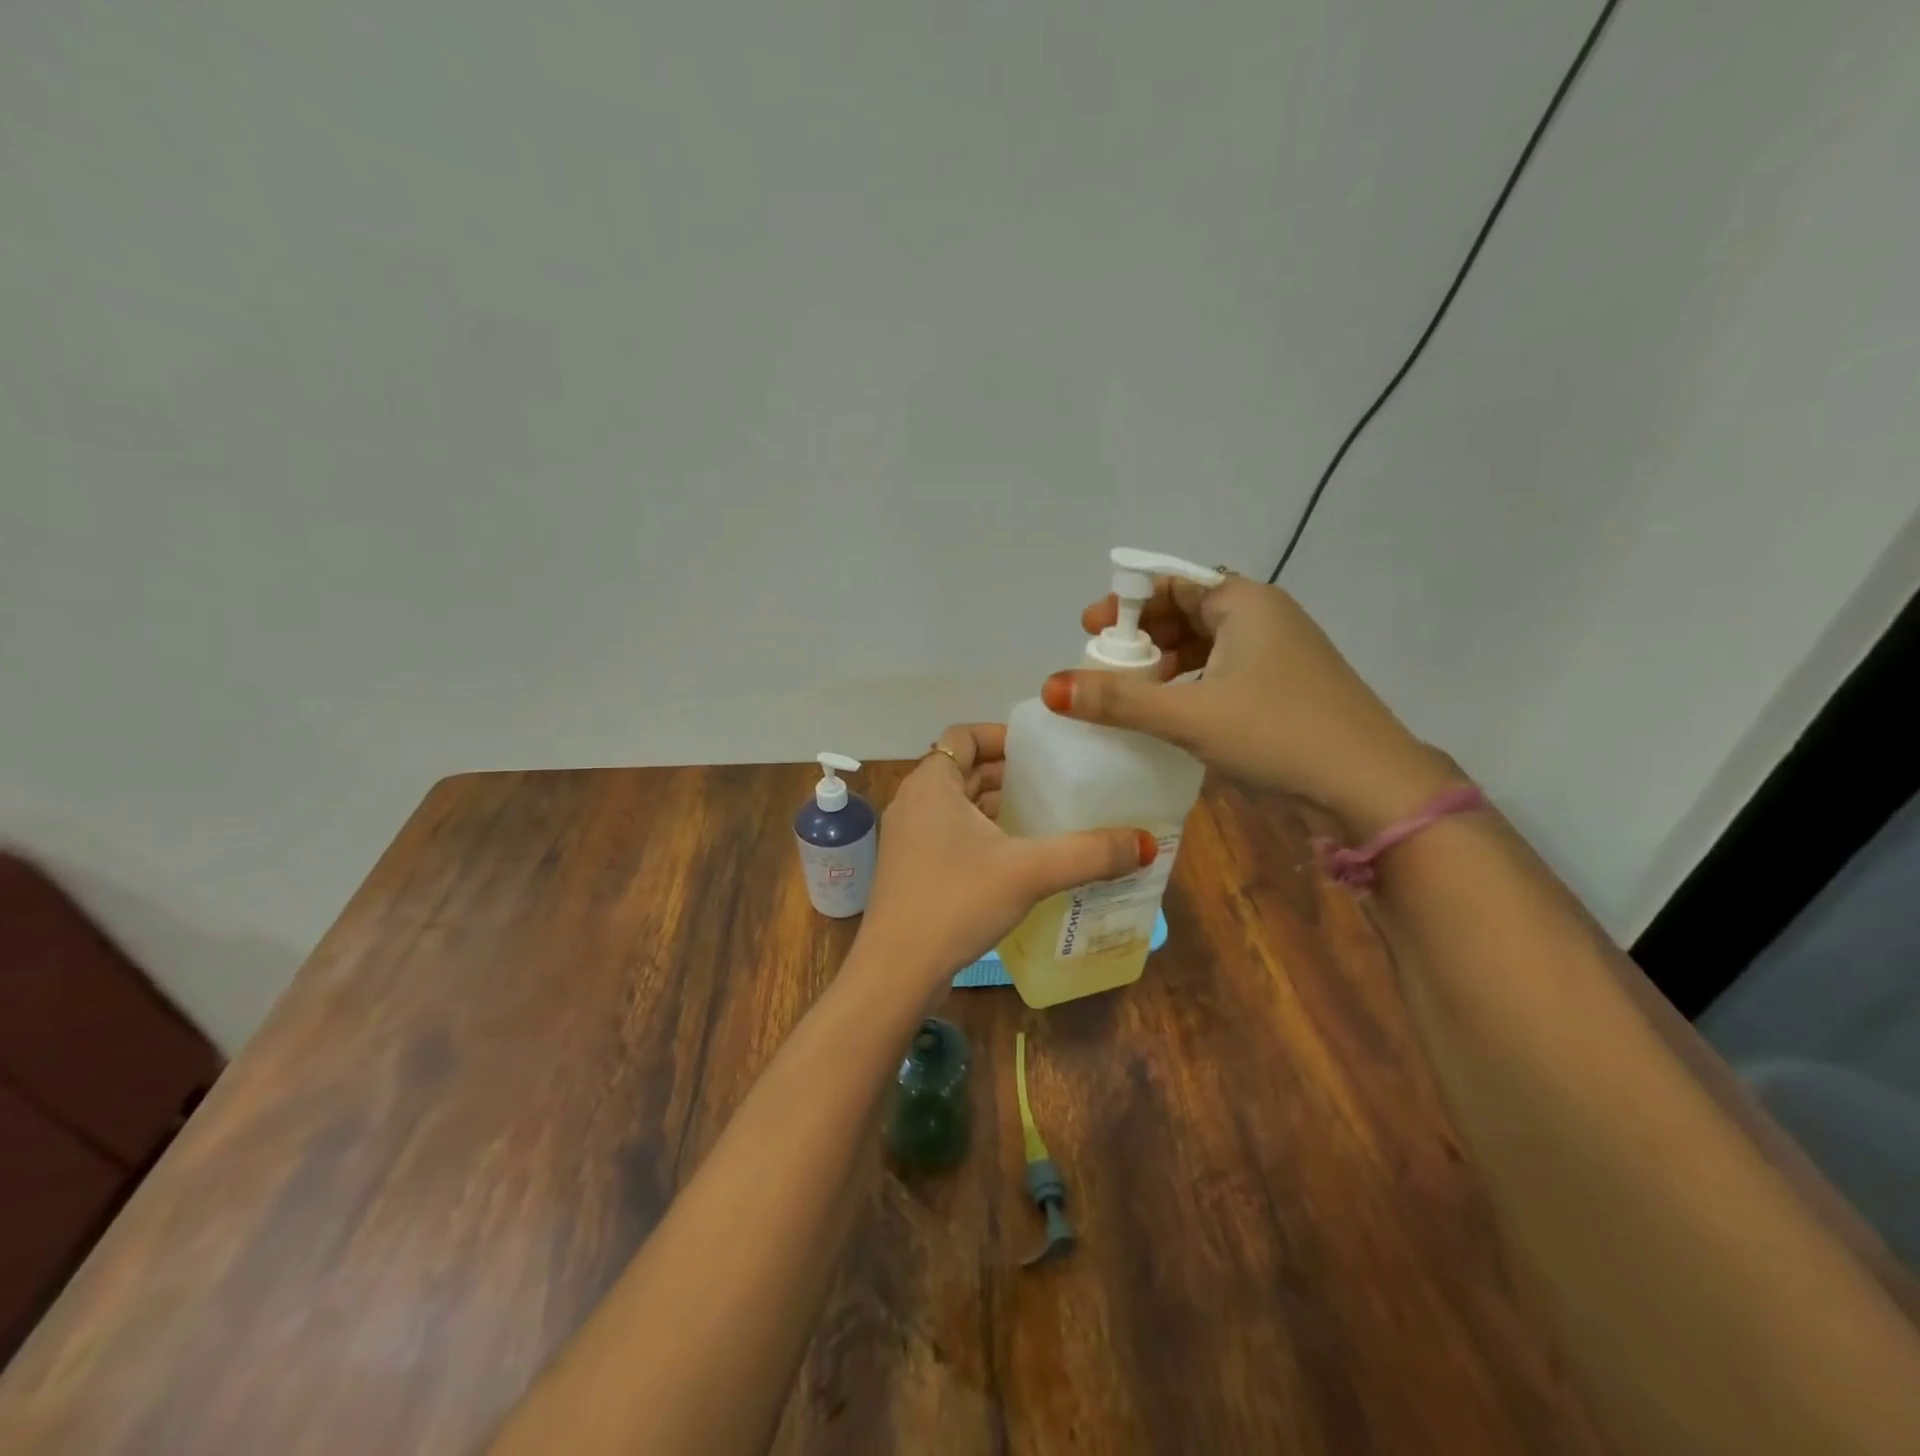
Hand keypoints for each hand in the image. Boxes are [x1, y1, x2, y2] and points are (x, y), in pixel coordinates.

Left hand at [858, 723, 1155, 985]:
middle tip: (1058, 782)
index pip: (965, 736)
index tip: (1043, 748)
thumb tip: (1146, 843)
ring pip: (959, 805)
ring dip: (998, 806)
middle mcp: (914, 802)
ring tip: (1047, 816)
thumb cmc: (956, 902)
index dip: (1003, 735)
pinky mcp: (912, 869)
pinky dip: (984, 834)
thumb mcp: (1029, 872)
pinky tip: (1019, 857)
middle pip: (965, 770)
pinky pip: (952, 834)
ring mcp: (909, 838)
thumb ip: (1089, 854)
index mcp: (932, 784)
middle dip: (1010, 773)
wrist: (897, 971)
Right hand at [1043, 576, 1457, 836]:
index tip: (1089, 630)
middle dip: (1142, 635)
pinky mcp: (1283, 688)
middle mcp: (1263, 617)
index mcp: (1244, 603)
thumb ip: (1118, 700)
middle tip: (1103, 664)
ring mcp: (1278, 653)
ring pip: (1205, 644)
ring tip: (1129, 692)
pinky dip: (1189, 683)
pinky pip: (1222, 670)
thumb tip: (1051, 686)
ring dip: (1163, 663)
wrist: (1370, 787)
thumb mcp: (1189, 715)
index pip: (1172, 582)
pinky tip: (1169, 712)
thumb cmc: (1278, 734)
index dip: (1126, 602)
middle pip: (1187, 610)